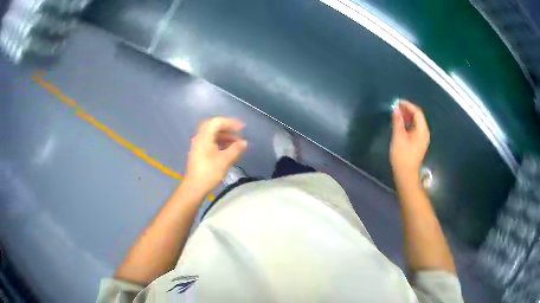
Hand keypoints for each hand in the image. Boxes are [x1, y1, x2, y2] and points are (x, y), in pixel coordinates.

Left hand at [185, 117, 247, 192]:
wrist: (194, 187)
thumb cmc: (209, 172)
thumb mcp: (225, 160)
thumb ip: (236, 149)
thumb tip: (244, 142)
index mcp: (204, 136)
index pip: (217, 122)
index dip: (231, 122)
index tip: (242, 128)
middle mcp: (200, 138)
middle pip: (214, 127)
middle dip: (228, 129)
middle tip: (239, 134)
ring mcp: (198, 145)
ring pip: (212, 135)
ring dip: (225, 136)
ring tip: (236, 144)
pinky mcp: (199, 153)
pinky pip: (210, 142)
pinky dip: (220, 143)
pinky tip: (228, 150)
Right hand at [390, 101, 429, 182]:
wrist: (406, 175)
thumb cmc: (402, 156)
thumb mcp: (398, 137)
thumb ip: (398, 121)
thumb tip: (395, 109)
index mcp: (422, 130)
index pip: (417, 112)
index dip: (407, 105)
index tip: (397, 102)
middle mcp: (424, 133)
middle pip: (418, 116)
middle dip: (407, 110)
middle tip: (395, 108)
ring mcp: (422, 139)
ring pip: (416, 123)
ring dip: (407, 117)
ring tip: (396, 114)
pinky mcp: (419, 143)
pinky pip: (415, 129)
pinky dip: (408, 124)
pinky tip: (400, 125)